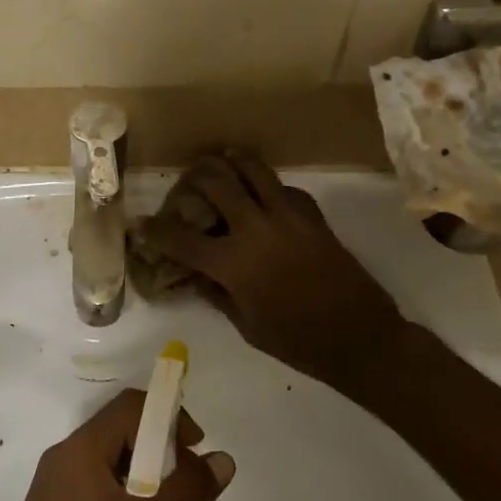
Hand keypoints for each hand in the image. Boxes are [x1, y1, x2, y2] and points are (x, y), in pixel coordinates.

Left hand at [0, 389, 234, 500]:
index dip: (169, 417)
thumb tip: (224, 460)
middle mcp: (67, 455)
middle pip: (121, 428)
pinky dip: (127, 490)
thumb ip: (184, 491)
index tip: (197, 447)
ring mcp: (58, 483)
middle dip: (161, 445)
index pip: (131, 406)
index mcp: (82, 447)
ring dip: (145, 471)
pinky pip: (98, 483)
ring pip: (111, 458)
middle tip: (189, 479)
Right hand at [144, 151, 410, 394]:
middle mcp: (256, 229)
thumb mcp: (247, 326)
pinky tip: (264, 191)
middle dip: (194, 177)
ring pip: (254, 170)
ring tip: (221, 158)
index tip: (140, 222)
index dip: (156, 230)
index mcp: (234, 264)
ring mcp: (288, 217)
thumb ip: (217, 294)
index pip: (182, 239)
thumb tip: (194, 274)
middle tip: (186, 179)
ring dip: (232, 161)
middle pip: (216, 184)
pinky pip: (286, 188)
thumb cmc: (297, 342)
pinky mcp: (314, 217)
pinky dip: (269, 184)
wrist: (360, 338)